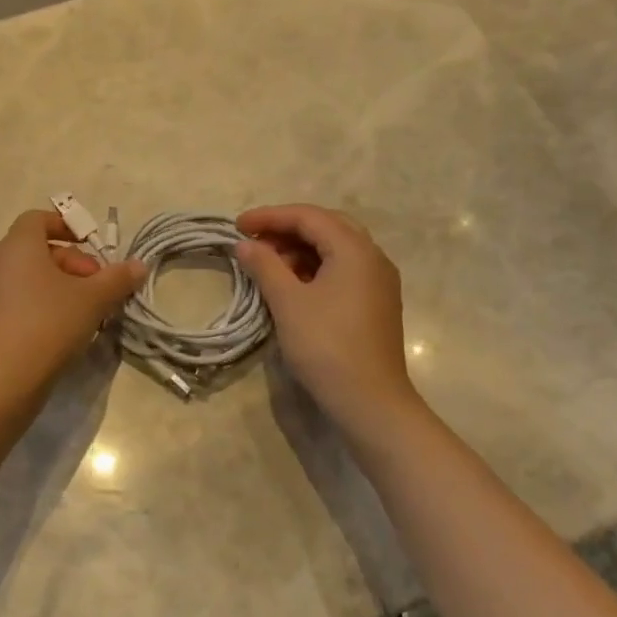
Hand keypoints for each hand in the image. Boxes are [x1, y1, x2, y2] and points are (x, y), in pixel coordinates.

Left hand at [0, 211, 146, 388]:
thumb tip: (139, 266)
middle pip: (36, 249)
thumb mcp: (93, 299)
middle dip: (72, 263)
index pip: (37, 219)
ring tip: (85, 311)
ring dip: (58, 286)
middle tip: (97, 286)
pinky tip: (62, 331)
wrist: (3, 377)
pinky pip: (17, 300)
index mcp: (17, 246)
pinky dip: (40, 305)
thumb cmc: (49, 323)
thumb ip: (117, 279)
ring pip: (27, 277)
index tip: (90, 244)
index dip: (66, 226)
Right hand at [235, 204, 417, 431]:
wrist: (369, 400)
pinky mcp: (376, 303)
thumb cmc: (325, 345)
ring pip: (336, 250)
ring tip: (268, 265)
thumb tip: (245, 245)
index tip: (237, 226)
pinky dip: (315, 269)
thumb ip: (265, 266)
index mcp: (354, 249)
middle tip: (254, 242)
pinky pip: (343, 271)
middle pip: (326, 227)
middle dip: (287, 230)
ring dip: (300, 250)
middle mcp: (373, 257)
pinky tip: (293, 286)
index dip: (270, 216)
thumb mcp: (288, 302)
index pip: (309, 217)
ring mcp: (378, 282)